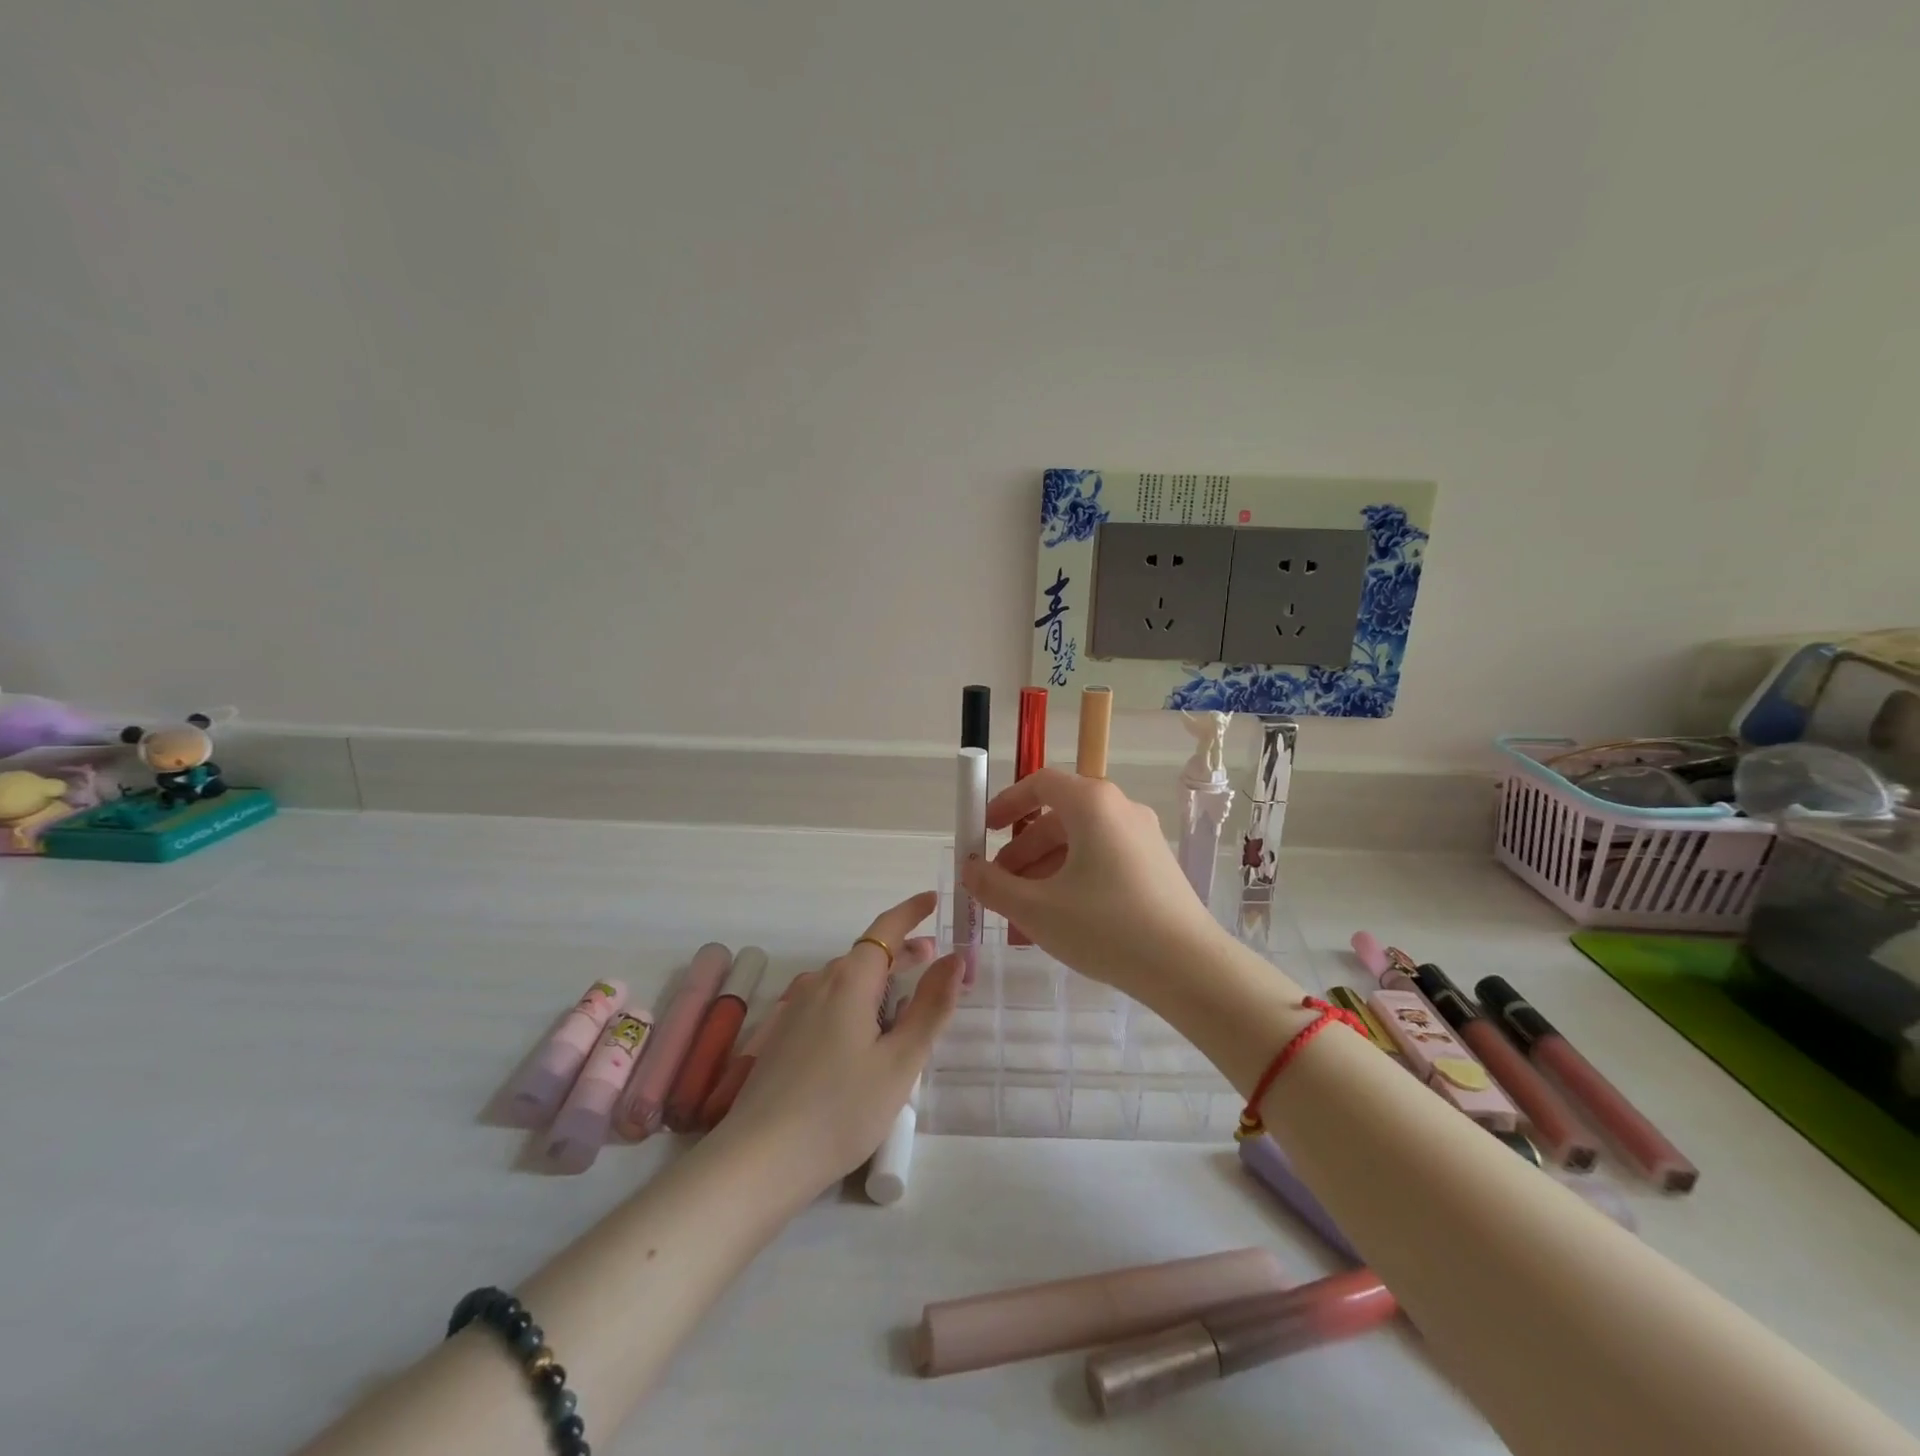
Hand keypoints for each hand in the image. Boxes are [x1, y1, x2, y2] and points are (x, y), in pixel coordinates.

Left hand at [723, 891, 961, 1196]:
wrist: (759, 1161)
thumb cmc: (841, 1110)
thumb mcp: (900, 1062)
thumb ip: (931, 1007)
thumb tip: (955, 958)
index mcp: (849, 981)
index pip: (885, 929)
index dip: (911, 912)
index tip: (933, 899)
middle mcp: (819, 984)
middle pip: (867, 954)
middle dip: (902, 951)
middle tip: (934, 957)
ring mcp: (796, 1011)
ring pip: (847, 981)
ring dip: (880, 979)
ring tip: (907, 998)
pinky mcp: (784, 1037)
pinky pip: (829, 1003)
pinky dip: (858, 1001)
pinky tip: (867, 1034)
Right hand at [960, 768, 1230, 1004]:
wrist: (1188, 968)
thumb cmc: (1105, 927)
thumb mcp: (1036, 909)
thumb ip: (993, 885)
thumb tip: (969, 869)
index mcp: (1092, 804)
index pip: (1040, 783)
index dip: (1006, 804)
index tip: (984, 832)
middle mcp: (1120, 809)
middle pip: (1058, 818)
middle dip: (1021, 852)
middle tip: (999, 888)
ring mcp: (1142, 837)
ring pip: (1079, 844)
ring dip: (1044, 873)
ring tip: (1023, 918)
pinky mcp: (1155, 866)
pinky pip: (1102, 861)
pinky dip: (1073, 880)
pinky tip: (1059, 922)